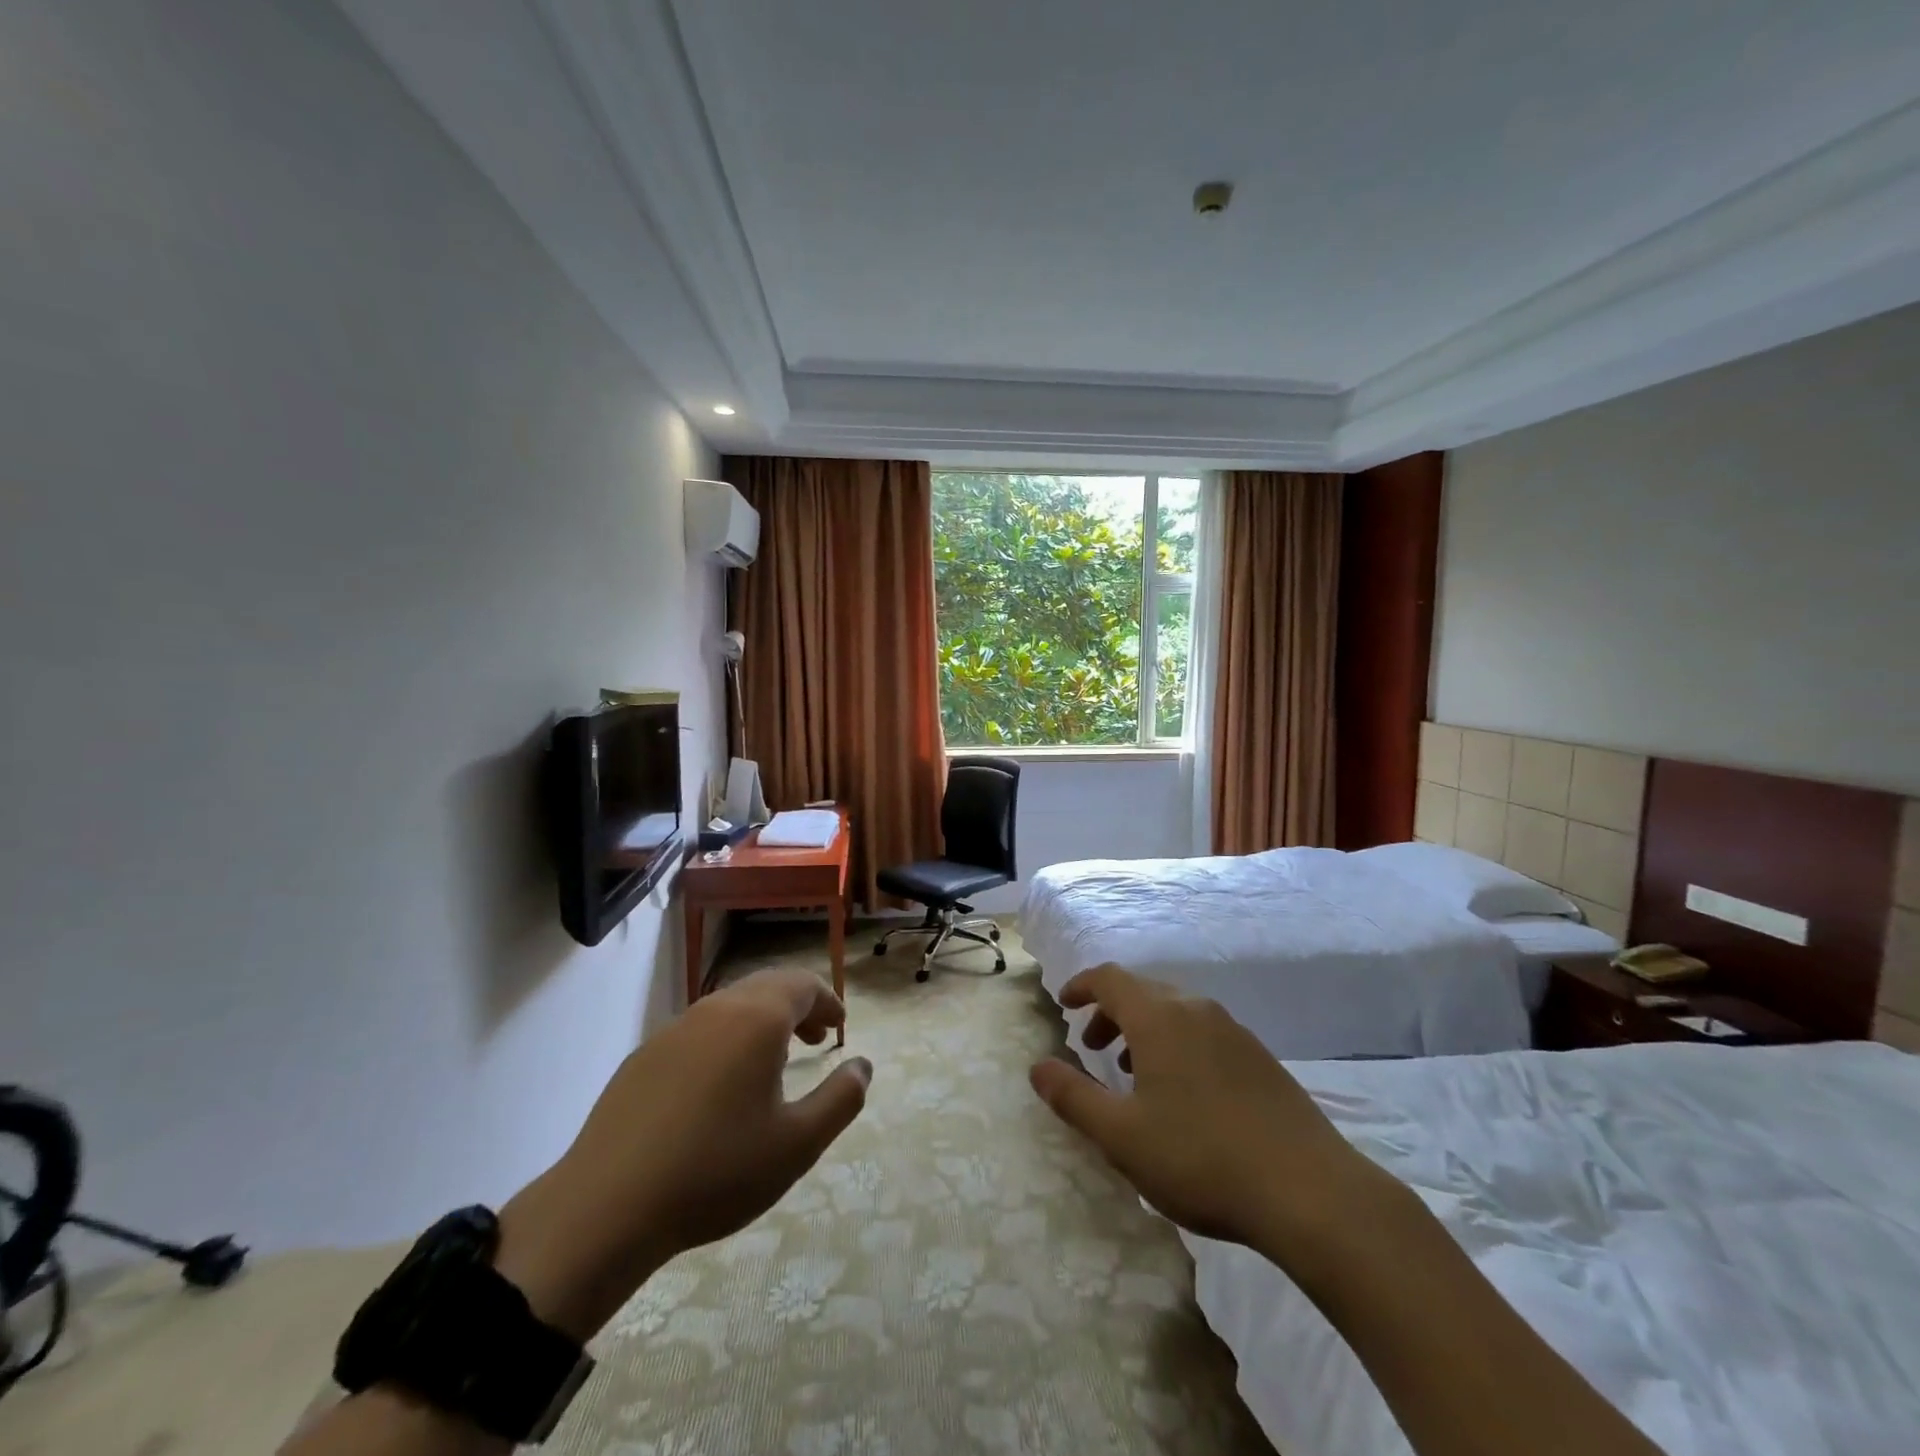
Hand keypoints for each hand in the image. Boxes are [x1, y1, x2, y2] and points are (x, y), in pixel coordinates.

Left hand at [495, 969, 870, 1339]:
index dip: (827, 1002)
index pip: (803, 985)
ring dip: (762, 1021)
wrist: (605, 1207)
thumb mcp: (797, 1144)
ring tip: (772, 1062)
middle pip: (768, 987)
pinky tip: (719, 1086)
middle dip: (798, 1007)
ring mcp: (675, 1029)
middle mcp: (717, 1009)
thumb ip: (841, 1099)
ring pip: (731, 1006)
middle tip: (815, 1040)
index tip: (839, 1028)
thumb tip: (862, 1066)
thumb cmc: (716, 1171)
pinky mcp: (644, 1055)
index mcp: (757, 1019)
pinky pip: (700, 1030)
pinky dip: (726, 1039)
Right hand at [1030, 965, 1398, 1262]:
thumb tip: (1037, 1067)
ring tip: (1134, 1072)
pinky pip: (1204, 1032)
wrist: (1310, 1192)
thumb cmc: (1201, 1158)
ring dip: (1144, 1030)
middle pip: (1143, 991)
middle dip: (1111, 1011)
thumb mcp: (1122, 1136)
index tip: (1064, 1004)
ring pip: (1176, 1012)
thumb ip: (1073, 1097)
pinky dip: (1177, 1044)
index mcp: (1159, 1018)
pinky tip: (1184, 1093)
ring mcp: (1234, 1032)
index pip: (1110, 978)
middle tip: (1093, 1047)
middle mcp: (1196, 1010)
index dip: (1082, 986)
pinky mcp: (1261, 1058)